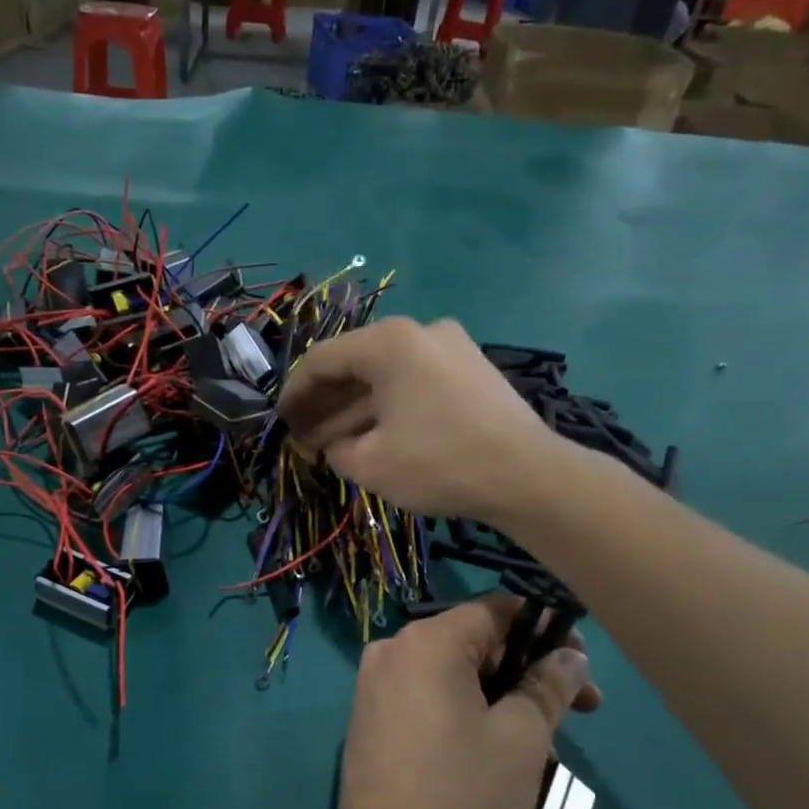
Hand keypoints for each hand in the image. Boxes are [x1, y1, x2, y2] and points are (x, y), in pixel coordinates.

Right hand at [280, 317, 566, 524]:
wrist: (529, 476)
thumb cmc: (439, 463)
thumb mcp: (370, 463)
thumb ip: (335, 449)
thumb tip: (331, 444)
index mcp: (389, 342)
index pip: (323, 360)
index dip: (295, 392)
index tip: (279, 420)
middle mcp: (420, 332)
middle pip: (356, 365)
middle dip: (325, 404)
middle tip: (303, 436)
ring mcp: (452, 348)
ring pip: (387, 377)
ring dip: (356, 409)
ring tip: (333, 444)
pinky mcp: (473, 371)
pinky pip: (415, 384)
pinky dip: (389, 407)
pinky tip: (375, 437)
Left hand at [333, 594, 600, 808]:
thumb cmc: (462, 796)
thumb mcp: (521, 738)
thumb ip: (548, 685)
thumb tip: (569, 655)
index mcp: (426, 641)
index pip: (496, 610)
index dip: (546, 630)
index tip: (582, 667)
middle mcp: (392, 651)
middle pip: (473, 642)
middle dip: (528, 669)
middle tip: (579, 709)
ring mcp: (374, 686)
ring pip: (453, 673)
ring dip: (502, 695)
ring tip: (542, 739)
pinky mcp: (369, 719)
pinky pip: (428, 697)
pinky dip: (466, 710)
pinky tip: (495, 748)